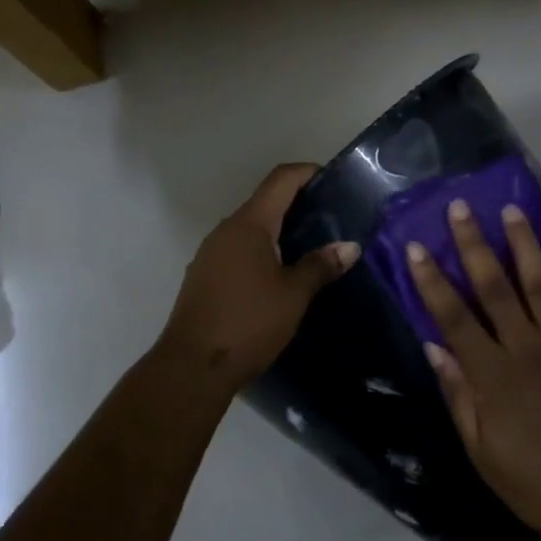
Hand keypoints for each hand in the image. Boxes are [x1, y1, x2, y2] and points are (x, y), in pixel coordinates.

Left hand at [159, 164, 358, 391]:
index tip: (334, 180)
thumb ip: (320, 265)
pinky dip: (263, 250)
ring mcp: (211, 253)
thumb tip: (349, 246)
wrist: (192, 367)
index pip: (280, 180)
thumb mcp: (293, 295)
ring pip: (251, 228)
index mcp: (249, 224)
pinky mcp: (205, 276)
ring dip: (280, 230)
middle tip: (332, 218)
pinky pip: (239, 249)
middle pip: (265, 201)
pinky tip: (281, 273)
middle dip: (298, 204)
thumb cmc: (248, 323)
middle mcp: (226, 229)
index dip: (308, 172)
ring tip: (312, 247)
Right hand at [407, 199, 540, 540]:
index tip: (417, 247)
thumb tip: (433, 347)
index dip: (433, 281)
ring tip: (512, 210)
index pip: (454, 317)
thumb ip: (458, 394)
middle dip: (474, 245)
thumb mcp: (482, 451)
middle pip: (495, 287)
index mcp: (493, 374)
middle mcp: (527, 348)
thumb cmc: (535, 482)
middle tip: (461, 207)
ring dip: (525, 246)